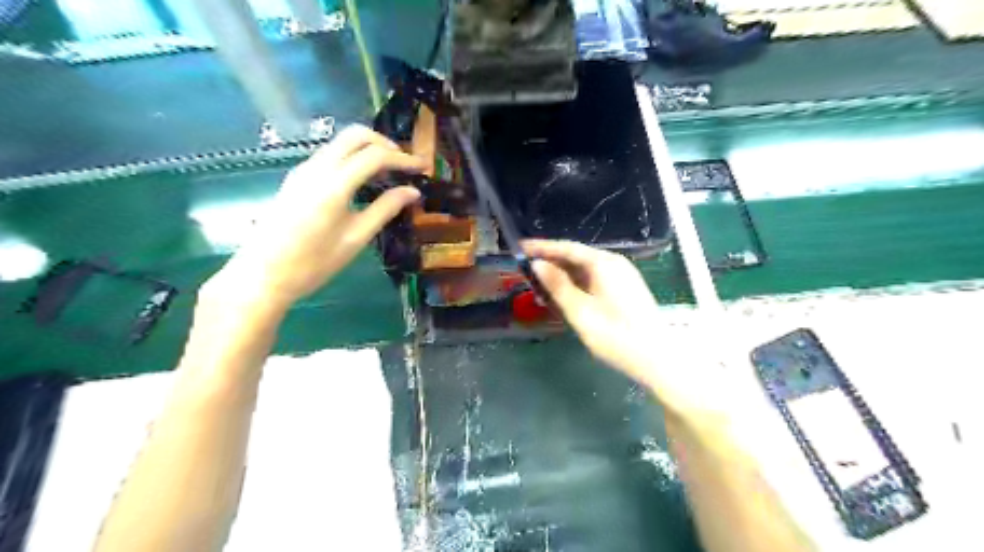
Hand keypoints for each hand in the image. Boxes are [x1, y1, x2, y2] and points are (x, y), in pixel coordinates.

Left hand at [216, 122, 422, 305]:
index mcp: (334, 185)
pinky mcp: (296, 178)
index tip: (423, 167)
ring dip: (367, 148)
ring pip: (340, 142)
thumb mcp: (356, 238)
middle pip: (355, 135)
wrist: (262, 275)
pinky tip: (362, 179)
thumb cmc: (313, 263)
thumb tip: (413, 191)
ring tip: (388, 172)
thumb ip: (385, 209)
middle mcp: (317, 168)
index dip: (404, 159)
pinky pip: (329, 154)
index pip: (375, 156)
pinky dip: (351, 157)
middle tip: (405, 164)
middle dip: (385, 143)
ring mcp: (303, 170)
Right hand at [527, 240, 711, 415]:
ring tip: (540, 285)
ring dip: (562, 275)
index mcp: (604, 263)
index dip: (542, 247)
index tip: (520, 248)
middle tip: (525, 270)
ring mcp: (622, 276)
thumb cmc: (616, 336)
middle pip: (576, 256)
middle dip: (551, 262)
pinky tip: (565, 296)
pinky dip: (576, 284)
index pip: (567, 248)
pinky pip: (594, 279)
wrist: (657, 359)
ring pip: (585, 269)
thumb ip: (557, 286)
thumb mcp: (580, 312)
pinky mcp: (625, 289)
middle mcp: (614, 263)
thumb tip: (537, 264)